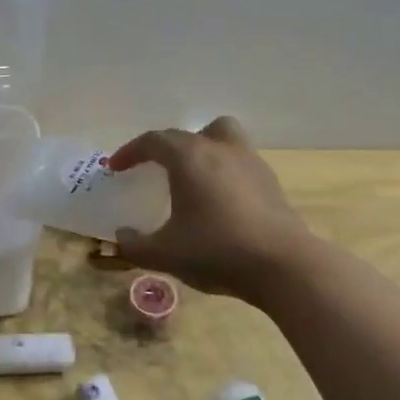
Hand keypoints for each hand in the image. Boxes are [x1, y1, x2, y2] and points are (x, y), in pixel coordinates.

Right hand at [108, 117, 311, 300]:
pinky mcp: (271, 182)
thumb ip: (134, 245)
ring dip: (203, 150)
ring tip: (192, 179)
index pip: (153, 141)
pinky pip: (240, 163)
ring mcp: (250, 162)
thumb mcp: (164, 254)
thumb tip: (122, 236)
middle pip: (190, 133)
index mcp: (189, 157)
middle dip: (167, 147)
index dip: (130, 151)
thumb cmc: (216, 251)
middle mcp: (220, 149)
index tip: (117, 167)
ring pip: (223, 137)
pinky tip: (220, 202)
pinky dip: (224, 172)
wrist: (283, 265)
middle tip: (156, 169)